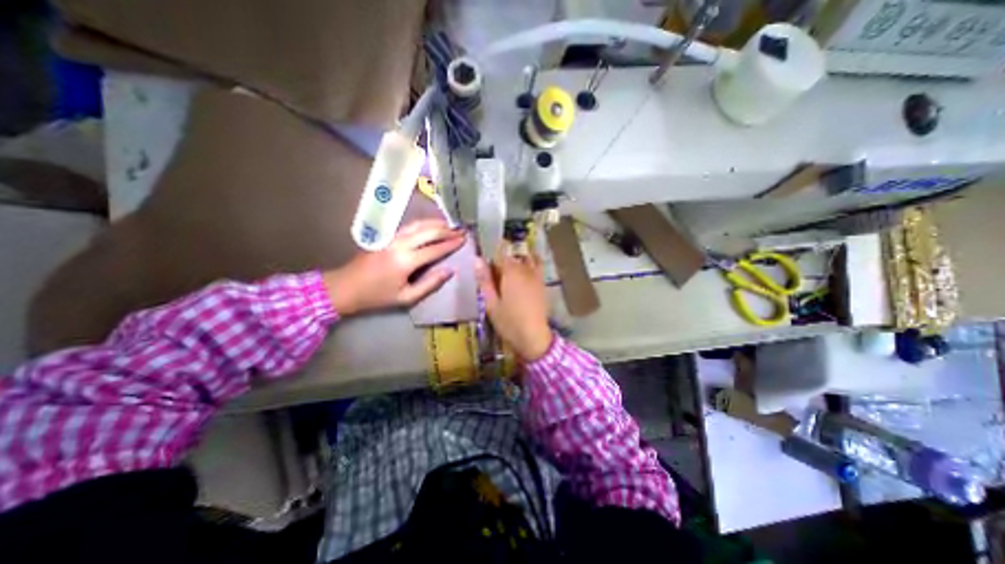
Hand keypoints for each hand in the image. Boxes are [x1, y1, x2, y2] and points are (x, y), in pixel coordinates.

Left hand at [327, 220, 466, 316]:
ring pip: (418, 224)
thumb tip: (450, 271)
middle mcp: (399, 244)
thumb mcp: (406, 298)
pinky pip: (409, 226)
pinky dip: (423, 223)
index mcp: (405, 261)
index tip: (464, 240)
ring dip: (436, 223)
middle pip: (428, 231)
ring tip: (450, 225)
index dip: (451, 244)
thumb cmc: (377, 296)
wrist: (345, 287)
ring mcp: (391, 237)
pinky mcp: (386, 236)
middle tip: (461, 230)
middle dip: (447, 230)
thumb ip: (430, 284)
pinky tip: (431, 225)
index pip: (435, 249)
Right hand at [477, 250, 553, 361]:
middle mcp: (525, 269)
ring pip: (527, 259)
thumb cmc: (509, 322)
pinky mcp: (543, 283)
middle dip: (504, 263)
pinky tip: (523, 278)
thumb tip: (477, 259)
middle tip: (497, 280)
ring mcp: (537, 275)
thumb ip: (485, 280)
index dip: (492, 263)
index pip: (500, 256)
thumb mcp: (491, 303)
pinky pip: (537, 266)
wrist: (534, 337)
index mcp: (511, 272)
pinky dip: (531, 264)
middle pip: (514, 257)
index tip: (488, 275)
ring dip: (518, 262)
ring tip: (510, 277)